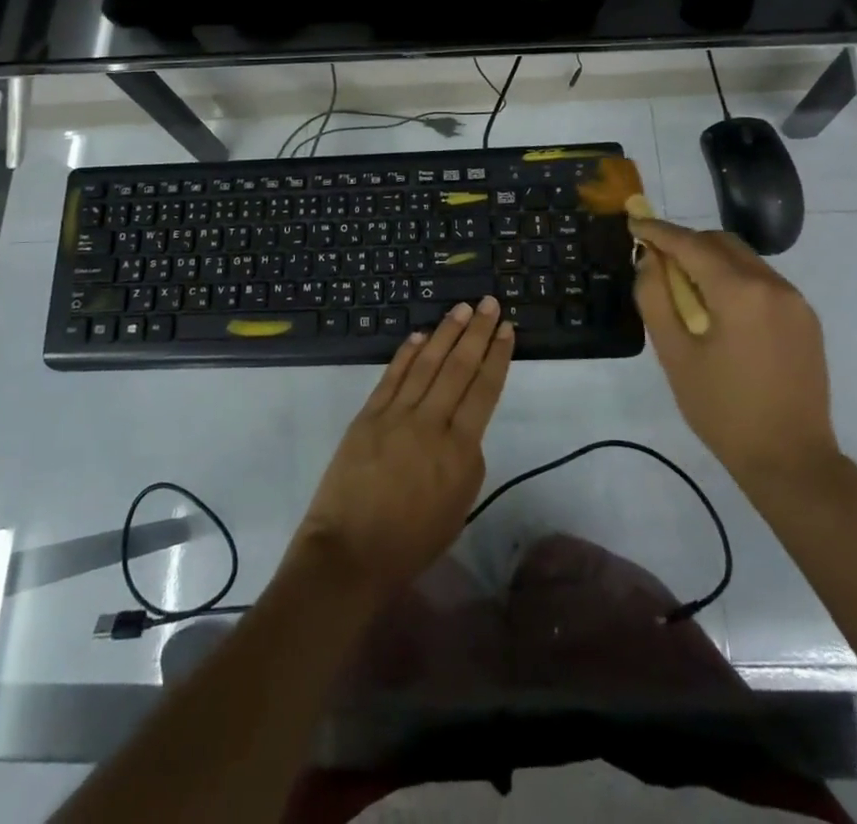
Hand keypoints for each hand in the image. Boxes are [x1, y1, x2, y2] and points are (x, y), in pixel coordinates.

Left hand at [292, 298, 514, 597]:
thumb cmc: (411, 542)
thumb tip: (462, 428)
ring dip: (446, 333)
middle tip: (488, 303)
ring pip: (427, 364)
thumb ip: (466, 461)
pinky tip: (420, 336)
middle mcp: (431, 424)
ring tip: (460, 308)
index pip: (483, 390)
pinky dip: (407, 353)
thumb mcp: (458, 507)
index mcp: (460, 451)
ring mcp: (396, 415)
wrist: (350, 553)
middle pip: (458, 367)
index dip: (496, 356)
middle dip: (476, 332)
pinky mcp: (368, 415)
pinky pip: (392, 377)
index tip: (506, 330)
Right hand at [631, 218, 839, 492]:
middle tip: (656, 261)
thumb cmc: (723, 410)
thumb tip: (649, 259)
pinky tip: (719, 309)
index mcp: (740, 292)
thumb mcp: (674, 354)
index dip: (659, 231)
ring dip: (711, 260)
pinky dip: (734, 279)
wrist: (791, 461)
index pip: (691, 244)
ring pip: (744, 259)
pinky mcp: (806, 319)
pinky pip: (762, 281)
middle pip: (721, 243)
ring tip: (685, 289)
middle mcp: (773, 285)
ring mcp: (796, 301)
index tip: (634, 222)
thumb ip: (655, 298)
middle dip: (685, 243)